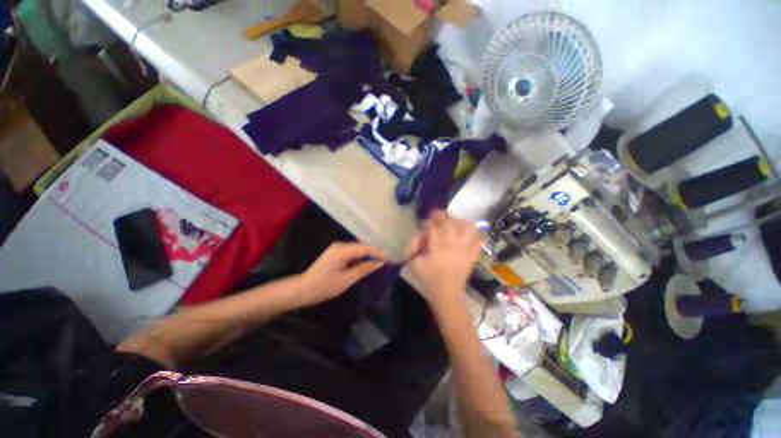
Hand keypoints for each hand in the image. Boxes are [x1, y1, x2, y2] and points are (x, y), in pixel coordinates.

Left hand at [297, 242, 386, 307]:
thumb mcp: (346, 279)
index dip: (378, 252)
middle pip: (361, 246)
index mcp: (342, 250)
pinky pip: (351, 252)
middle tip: (387, 261)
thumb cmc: (324, 286)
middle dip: (374, 253)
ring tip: (380, 262)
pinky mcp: (335, 253)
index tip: (390, 258)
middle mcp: (340, 245)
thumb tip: (379, 263)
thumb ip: (364, 269)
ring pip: (357, 249)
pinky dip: (360, 257)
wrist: (302, 289)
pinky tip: (366, 263)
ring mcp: (336, 248)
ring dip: (367, 255)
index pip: (365, 248)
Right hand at [406, 210, 482, 310]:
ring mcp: (463, 250)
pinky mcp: (471, 256)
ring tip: (455, 220)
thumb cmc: (429, 280)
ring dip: (460, 222)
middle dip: (442, 217)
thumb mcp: (415, 265)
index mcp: (436, 248)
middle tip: (438, 216)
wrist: (446, 295)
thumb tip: (420, 237)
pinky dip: (478, 234)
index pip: (433, 228)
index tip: (425, 223)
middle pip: (449, 224)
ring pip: (465, 229)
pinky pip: (478, 242)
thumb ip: (414, 249)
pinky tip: (476, 231)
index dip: (428, 222)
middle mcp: (451, 246)